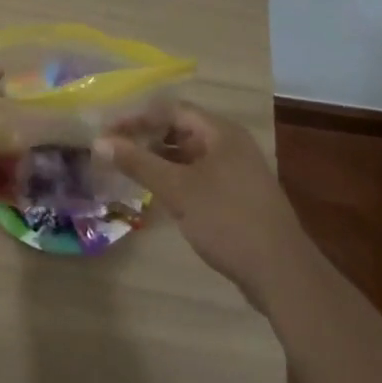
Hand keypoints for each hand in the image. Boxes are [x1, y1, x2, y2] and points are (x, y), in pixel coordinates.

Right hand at [97, 104, 309, 304]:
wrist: (281, 272)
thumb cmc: (227, 219)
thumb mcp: (178, 189)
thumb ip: (139, 163)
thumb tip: (100, 142)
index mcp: (220, 132)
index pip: (171, 110)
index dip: (138, 117)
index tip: (109, 131)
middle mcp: (230, 144)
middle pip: (181, 129)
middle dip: (147, 138)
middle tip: (115, 151)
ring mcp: (236, 171)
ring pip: (189, 155)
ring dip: (160, 160)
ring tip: (129, 171)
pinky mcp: (238, 196)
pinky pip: (199, 176)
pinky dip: (176, 179)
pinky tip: (158, 194)